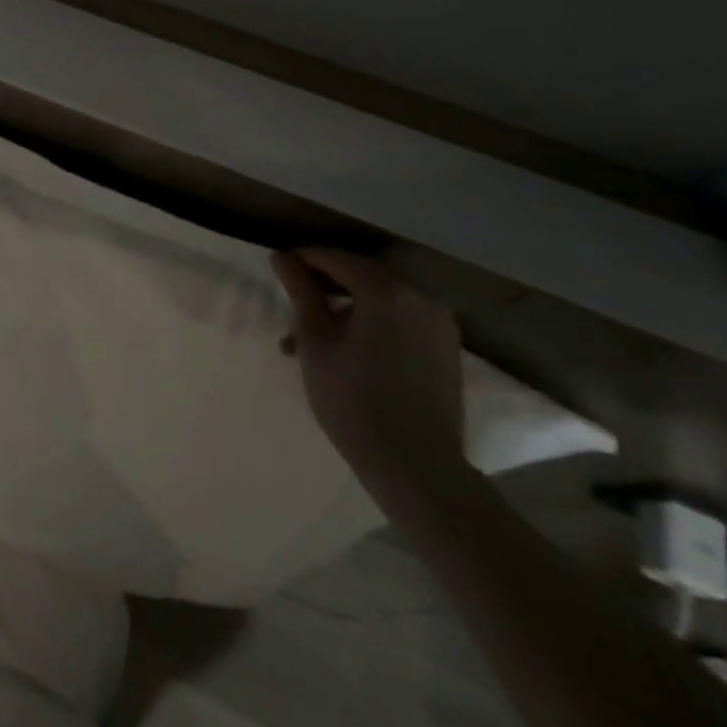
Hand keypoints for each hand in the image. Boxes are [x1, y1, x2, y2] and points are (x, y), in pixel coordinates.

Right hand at [270, 247, 464, 496]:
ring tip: (316, 342)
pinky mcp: (447, 347)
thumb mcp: (316, 343)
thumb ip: (301, 292)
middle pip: (361, 276)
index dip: (303, 260)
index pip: (335, 258)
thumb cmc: (354, 402)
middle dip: (325, 288)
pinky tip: (352, 353)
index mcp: (386, 290)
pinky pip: (402, 319)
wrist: (418, 470)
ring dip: (348, 310)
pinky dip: (374, 324)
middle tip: (295, 311)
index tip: (278, 270)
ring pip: (381, 300)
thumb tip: (282, 256)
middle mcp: (419, 296)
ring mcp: (439, 322)